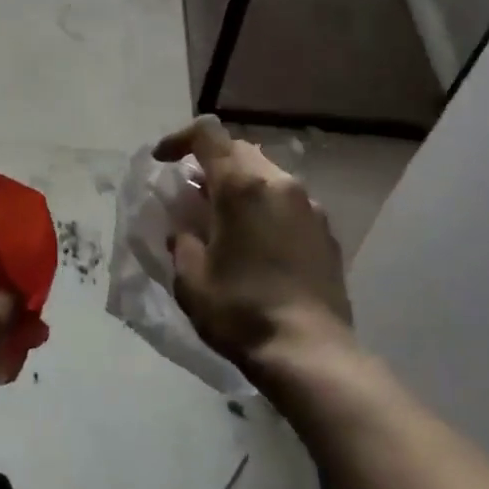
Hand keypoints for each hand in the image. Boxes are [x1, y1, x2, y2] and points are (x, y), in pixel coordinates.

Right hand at [153, 117, 353, 378]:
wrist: (311, 353)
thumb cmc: (241, 312)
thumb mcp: (190, 279)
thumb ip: (182, 242)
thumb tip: (185, 229)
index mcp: (241, 186)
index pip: (207, 134)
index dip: (179, 139)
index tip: (162, 162)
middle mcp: (279, 183)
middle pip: (239, 150)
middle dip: (210, 163)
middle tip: (191, 194)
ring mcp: (309, 205)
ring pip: (267, 174)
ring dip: (240, 185)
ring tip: (223, 219)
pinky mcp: (326, 231)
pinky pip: (288, 202)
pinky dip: (265, 207)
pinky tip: (257, 243)